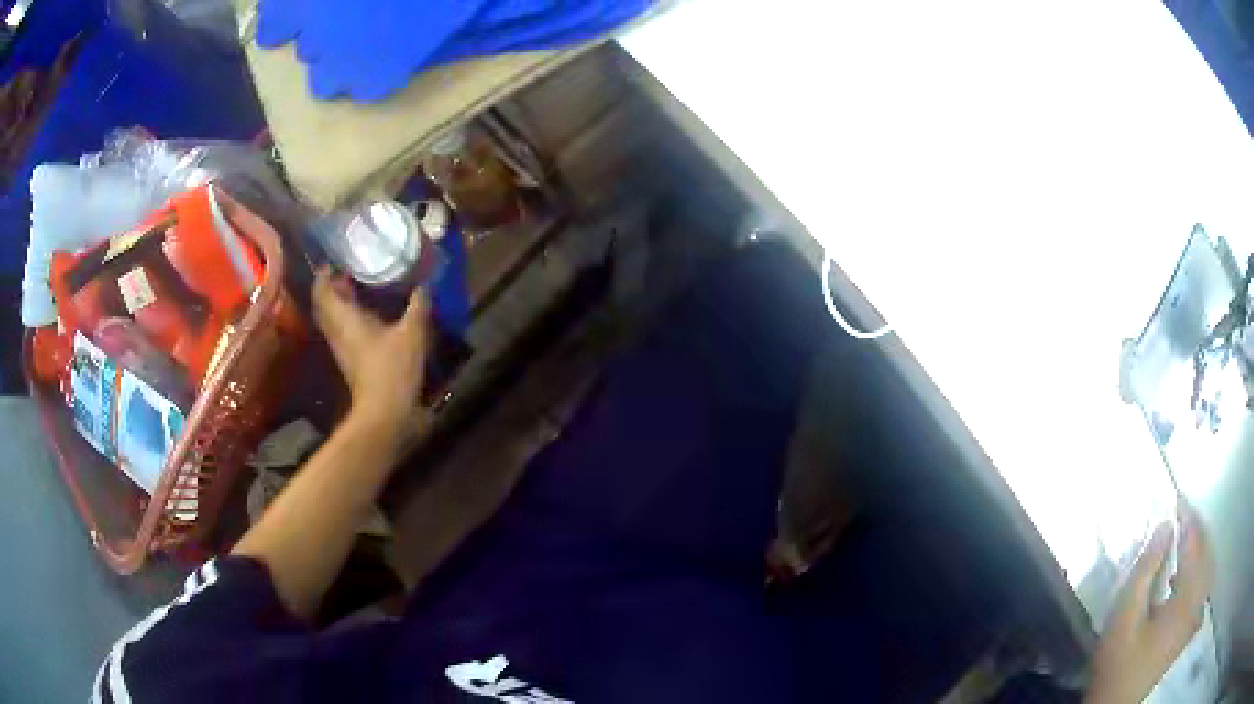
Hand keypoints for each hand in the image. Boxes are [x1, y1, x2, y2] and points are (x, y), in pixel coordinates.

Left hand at [312, 266, 428, 428]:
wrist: (385, 413)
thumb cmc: (393, 369)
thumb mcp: (412, 333)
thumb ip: (418, 306)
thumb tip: (425, 284)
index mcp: (344, 318)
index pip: (322, 290)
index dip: (325, 273)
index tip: (336, 260)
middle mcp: (337, 331)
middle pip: (325, 303)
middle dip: (333, 286)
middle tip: (351, 270)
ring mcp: (342, 347)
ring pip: (333, 318)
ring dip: (341, 302)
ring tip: (361, 287)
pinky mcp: (350, 359)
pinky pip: (343, 330)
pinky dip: (351, 318)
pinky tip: (372, 314)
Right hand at [1086, 500, 1213, 703]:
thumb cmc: (1118, 662)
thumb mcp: (1124, 616)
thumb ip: (1146, 568)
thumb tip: (1165, 526)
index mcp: (1185, 598)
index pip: (1194, 545)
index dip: (1187, 518)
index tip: (1178, 497)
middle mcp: (1197, 602)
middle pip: (1207, 553)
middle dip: (1199, 529)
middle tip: (1185, 511)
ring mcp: (1194, 617)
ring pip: (1209, 568)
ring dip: (1202, 547)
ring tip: (1188, 534)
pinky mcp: (1188, 629)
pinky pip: (1203, 586)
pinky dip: (1201, 568)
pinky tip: (1188, 571)